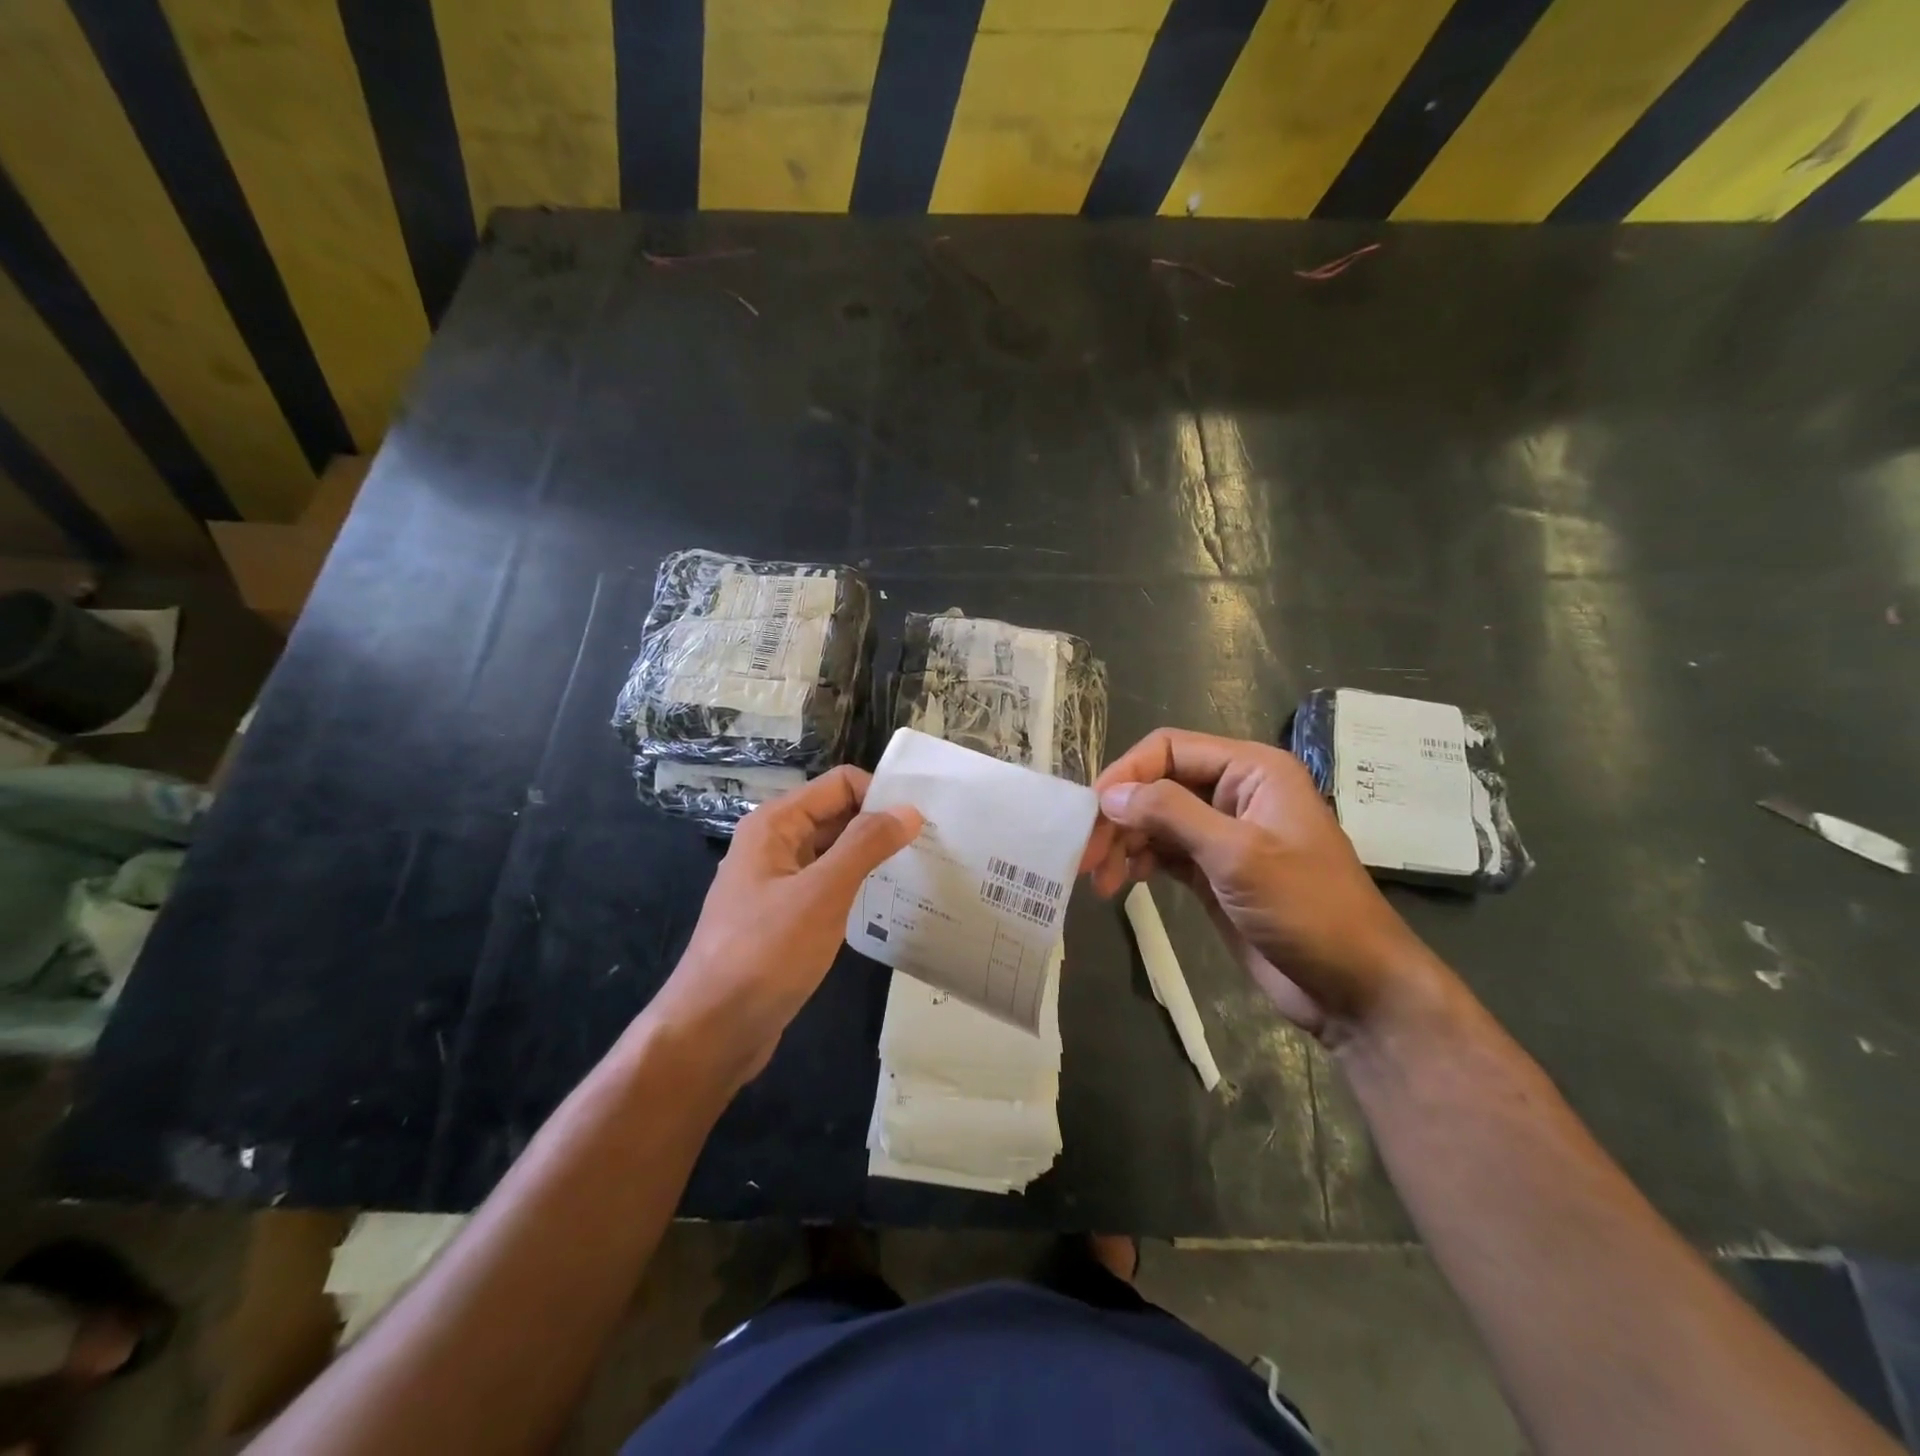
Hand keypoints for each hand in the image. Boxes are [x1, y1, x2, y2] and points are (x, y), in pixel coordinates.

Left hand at [652, 766, 921, 1085]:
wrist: (712, 1032)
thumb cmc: (764, 955)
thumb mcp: (821, 894)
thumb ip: (865, 846)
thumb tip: (908, 809)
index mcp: (775, 825)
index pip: (840, 785)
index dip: (881, 795)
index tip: (923, 822)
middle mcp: (775, 844)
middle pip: (838, 815)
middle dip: (881, 825)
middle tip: (932, 846)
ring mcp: (779, 882)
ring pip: (835, 853)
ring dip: (872, 857)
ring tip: (920, 872)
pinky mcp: (786, 917)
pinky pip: (829, 886)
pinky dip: (857, 888)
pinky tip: (888, 904)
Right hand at [1085, 729, 1441, 1041]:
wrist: (1354, 987)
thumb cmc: (1306, 909)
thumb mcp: (1237, 855)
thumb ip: (1171, 814)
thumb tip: (1110, 795)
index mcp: (1252, 770)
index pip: (1170, 749)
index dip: (1126, 774)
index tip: (1091, 813)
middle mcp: (1236, 793)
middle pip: (1158, 784)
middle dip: (1119, 815)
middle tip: (1086, 856)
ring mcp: (1224, 834)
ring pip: (1156, 819)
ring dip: (1124, 842)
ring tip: (1099, 880)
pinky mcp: (1215, 871)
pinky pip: (1165, 851)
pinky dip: (1139, 862)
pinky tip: (1123, 883)